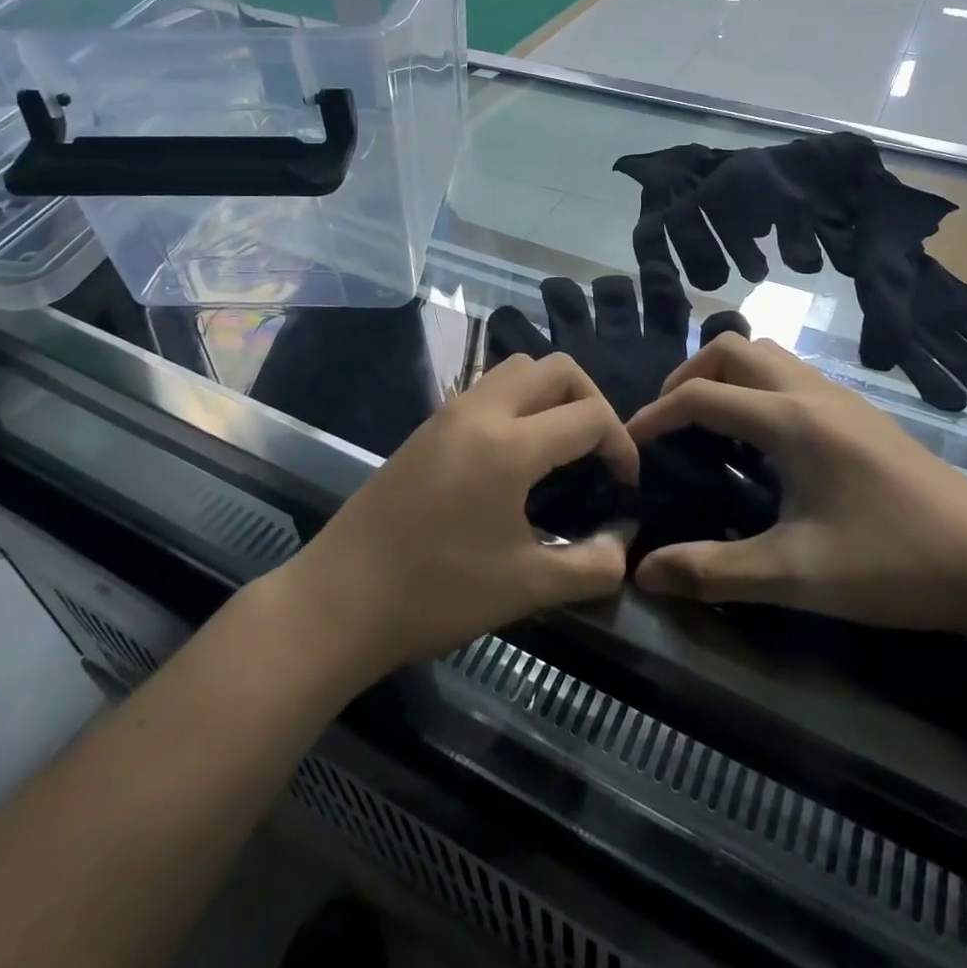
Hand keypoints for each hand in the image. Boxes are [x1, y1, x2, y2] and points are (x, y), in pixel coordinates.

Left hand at [281, 353, 637, 681]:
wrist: (340, 599)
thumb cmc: (436, 593)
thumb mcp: (527, 588)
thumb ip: (591, 565)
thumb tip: (623, 542)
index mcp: (509, 444)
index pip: (589, 415)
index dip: (622, 445)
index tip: (626, 485)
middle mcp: (481, 411)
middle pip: (556, 368)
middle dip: (592, 399)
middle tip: (600, 450)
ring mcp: (449, 413)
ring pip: (518, 368)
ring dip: (552, 392)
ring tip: (562, 444)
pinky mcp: (428, 426)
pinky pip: (488, 388)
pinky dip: (520, 400)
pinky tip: (517, 453)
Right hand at [626, 334, 966, 632]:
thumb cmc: (893, 565)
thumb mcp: (796, 575)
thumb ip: (713, 572)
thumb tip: (642, 574)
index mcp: (791, 421)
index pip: (701, 396)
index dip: (655, 415)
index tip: (630, 444)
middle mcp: (812, 392)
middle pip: (731, 349)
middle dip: (688, 376)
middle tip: (670, 423)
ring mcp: (841, 397)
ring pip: (765, 353)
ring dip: (725, 374)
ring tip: (709, 423)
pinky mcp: (860, 412)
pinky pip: (791, 373)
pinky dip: (756, 385)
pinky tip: (762, 439)